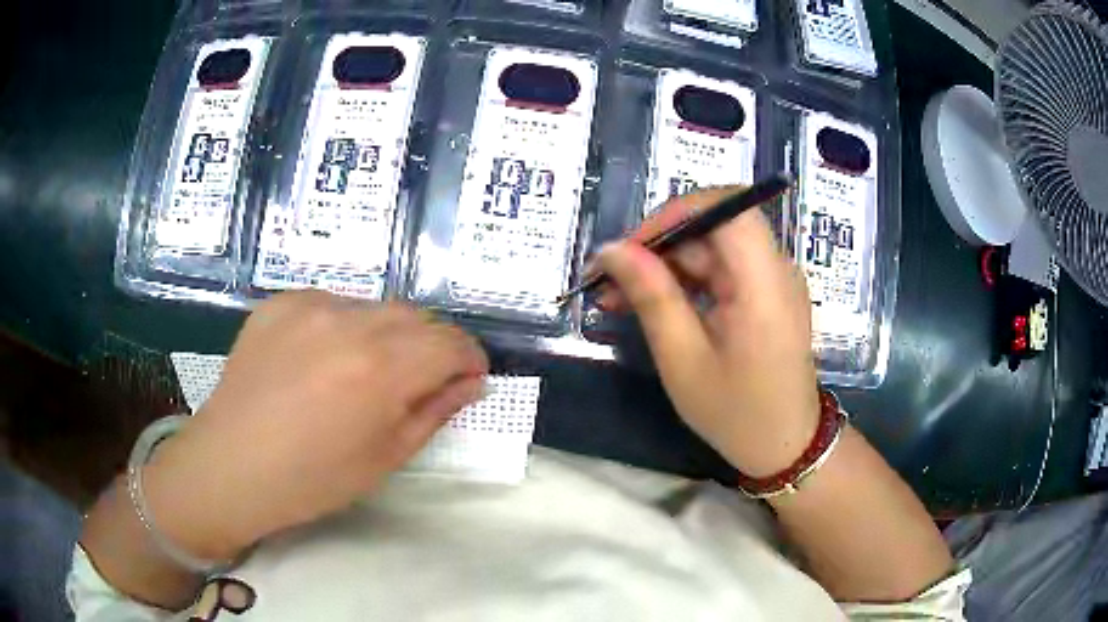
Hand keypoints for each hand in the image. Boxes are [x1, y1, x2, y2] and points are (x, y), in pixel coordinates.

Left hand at [142, 291, 488, 561]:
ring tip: (368, 370)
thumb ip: (434, 411)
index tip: (467, 378)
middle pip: (417, 317)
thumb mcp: (385, 457)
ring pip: (375, 307)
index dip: (468, 359)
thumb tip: (469, 382)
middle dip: (432, 346)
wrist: (231, 466)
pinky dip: (345, 326)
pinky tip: (324, 358)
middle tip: (421, 380)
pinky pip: (333, 304)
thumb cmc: (312, 479)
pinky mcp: (280, 303)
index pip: (450, 342)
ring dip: (389, 334)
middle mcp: (348, 322)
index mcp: (380, 369)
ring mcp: (309, 305)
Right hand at [596, 187, 819, 477]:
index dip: (677, 212)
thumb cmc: (736, 413)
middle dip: (659, 244)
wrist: (785, 446)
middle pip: (715, 226)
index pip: (728, 208)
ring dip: (665, 265)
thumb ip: (651, 296)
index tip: (632, 246)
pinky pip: (721, 270)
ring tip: (618, 296)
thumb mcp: (683, 359)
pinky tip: (652, 303)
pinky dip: (684, 281)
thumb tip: (612, 250)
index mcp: (764, 283)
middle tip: (610, 277)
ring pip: (712, 247)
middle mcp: (776, 269)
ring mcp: (773, 280)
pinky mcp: (766, 294)